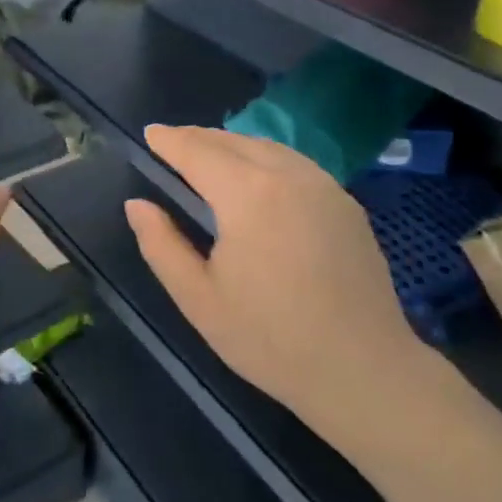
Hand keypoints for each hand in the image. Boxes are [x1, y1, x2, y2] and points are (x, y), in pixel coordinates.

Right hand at [125, 125, 429, 443]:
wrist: (364, 369)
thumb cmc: (271, 339)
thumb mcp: (199, 299)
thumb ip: (162, 245)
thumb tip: (137, 205)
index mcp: (247, 195)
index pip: (198, 151)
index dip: (170, 140)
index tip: (149, 133)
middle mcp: (288, 175)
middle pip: (234, 141)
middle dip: (199, 138)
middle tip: (173, 143)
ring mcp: (324, 185)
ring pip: (268, 148)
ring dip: (233, 145)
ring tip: (210, 156)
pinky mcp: (346, 203)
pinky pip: (296, 164)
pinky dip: (266, 158)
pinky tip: (259, 178)